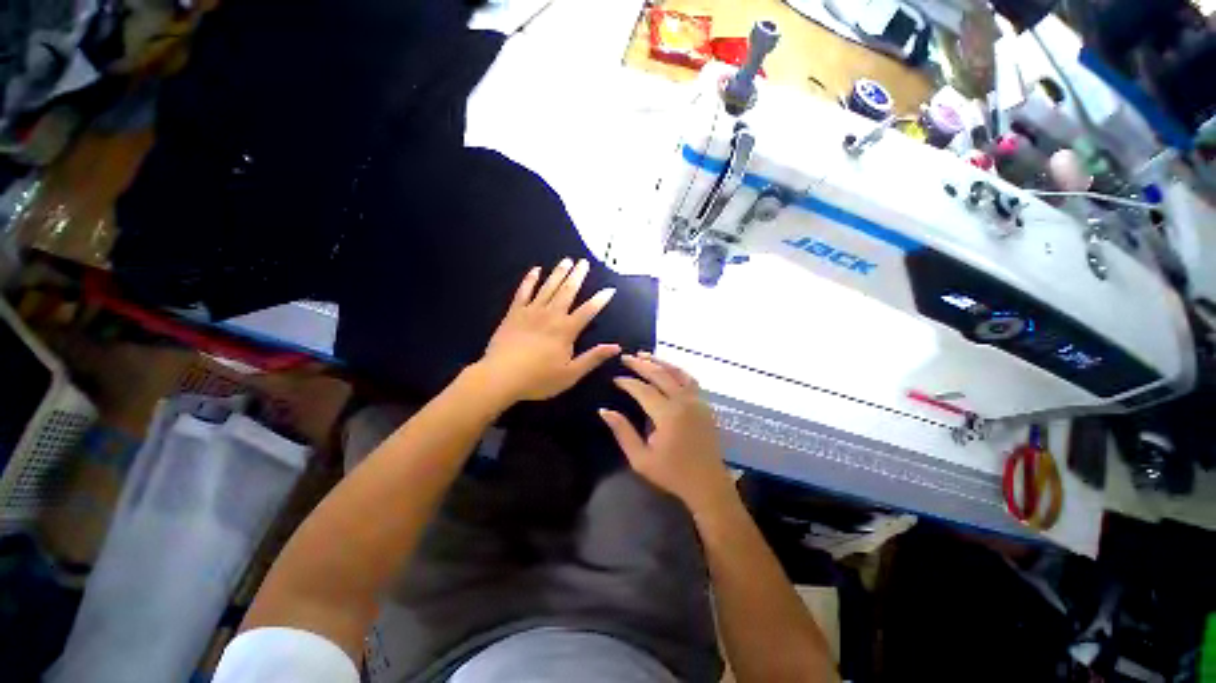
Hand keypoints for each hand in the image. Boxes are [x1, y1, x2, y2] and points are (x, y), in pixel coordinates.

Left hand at [478, 258, 619, 404]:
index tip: (610, 289)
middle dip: (577, 276)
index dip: (600, 300)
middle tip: (584, 262)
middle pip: (567, 292)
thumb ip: (593, 358)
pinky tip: (535, 270)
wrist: (500, 377)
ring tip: (566, 260)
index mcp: (566, 330)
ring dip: (558, 273)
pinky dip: (530, 280)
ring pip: (548, 287)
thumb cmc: (539, 379)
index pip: (588, 311)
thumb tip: (616, 347)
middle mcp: (551, 315)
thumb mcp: (571, 374)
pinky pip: (523, 292)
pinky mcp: (514, 313)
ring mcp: (531, 312)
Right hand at [600, 354, 735, 512]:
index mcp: (667, 415)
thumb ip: (622, 432)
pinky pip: (690, 379)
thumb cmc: (672, 474)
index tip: (615, 378)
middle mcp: (683, 402)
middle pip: (660, 374)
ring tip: (645, 355)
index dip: (627, 382)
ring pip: (677, 372)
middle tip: (626, 357)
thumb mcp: (641, 459)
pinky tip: (668, 369)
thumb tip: (604, 411)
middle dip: (641, 364)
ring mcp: (697, 401)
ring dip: (660, 362)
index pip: (643, 390)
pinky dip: (677, 370)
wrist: (707, 484)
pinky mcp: (705, 404)